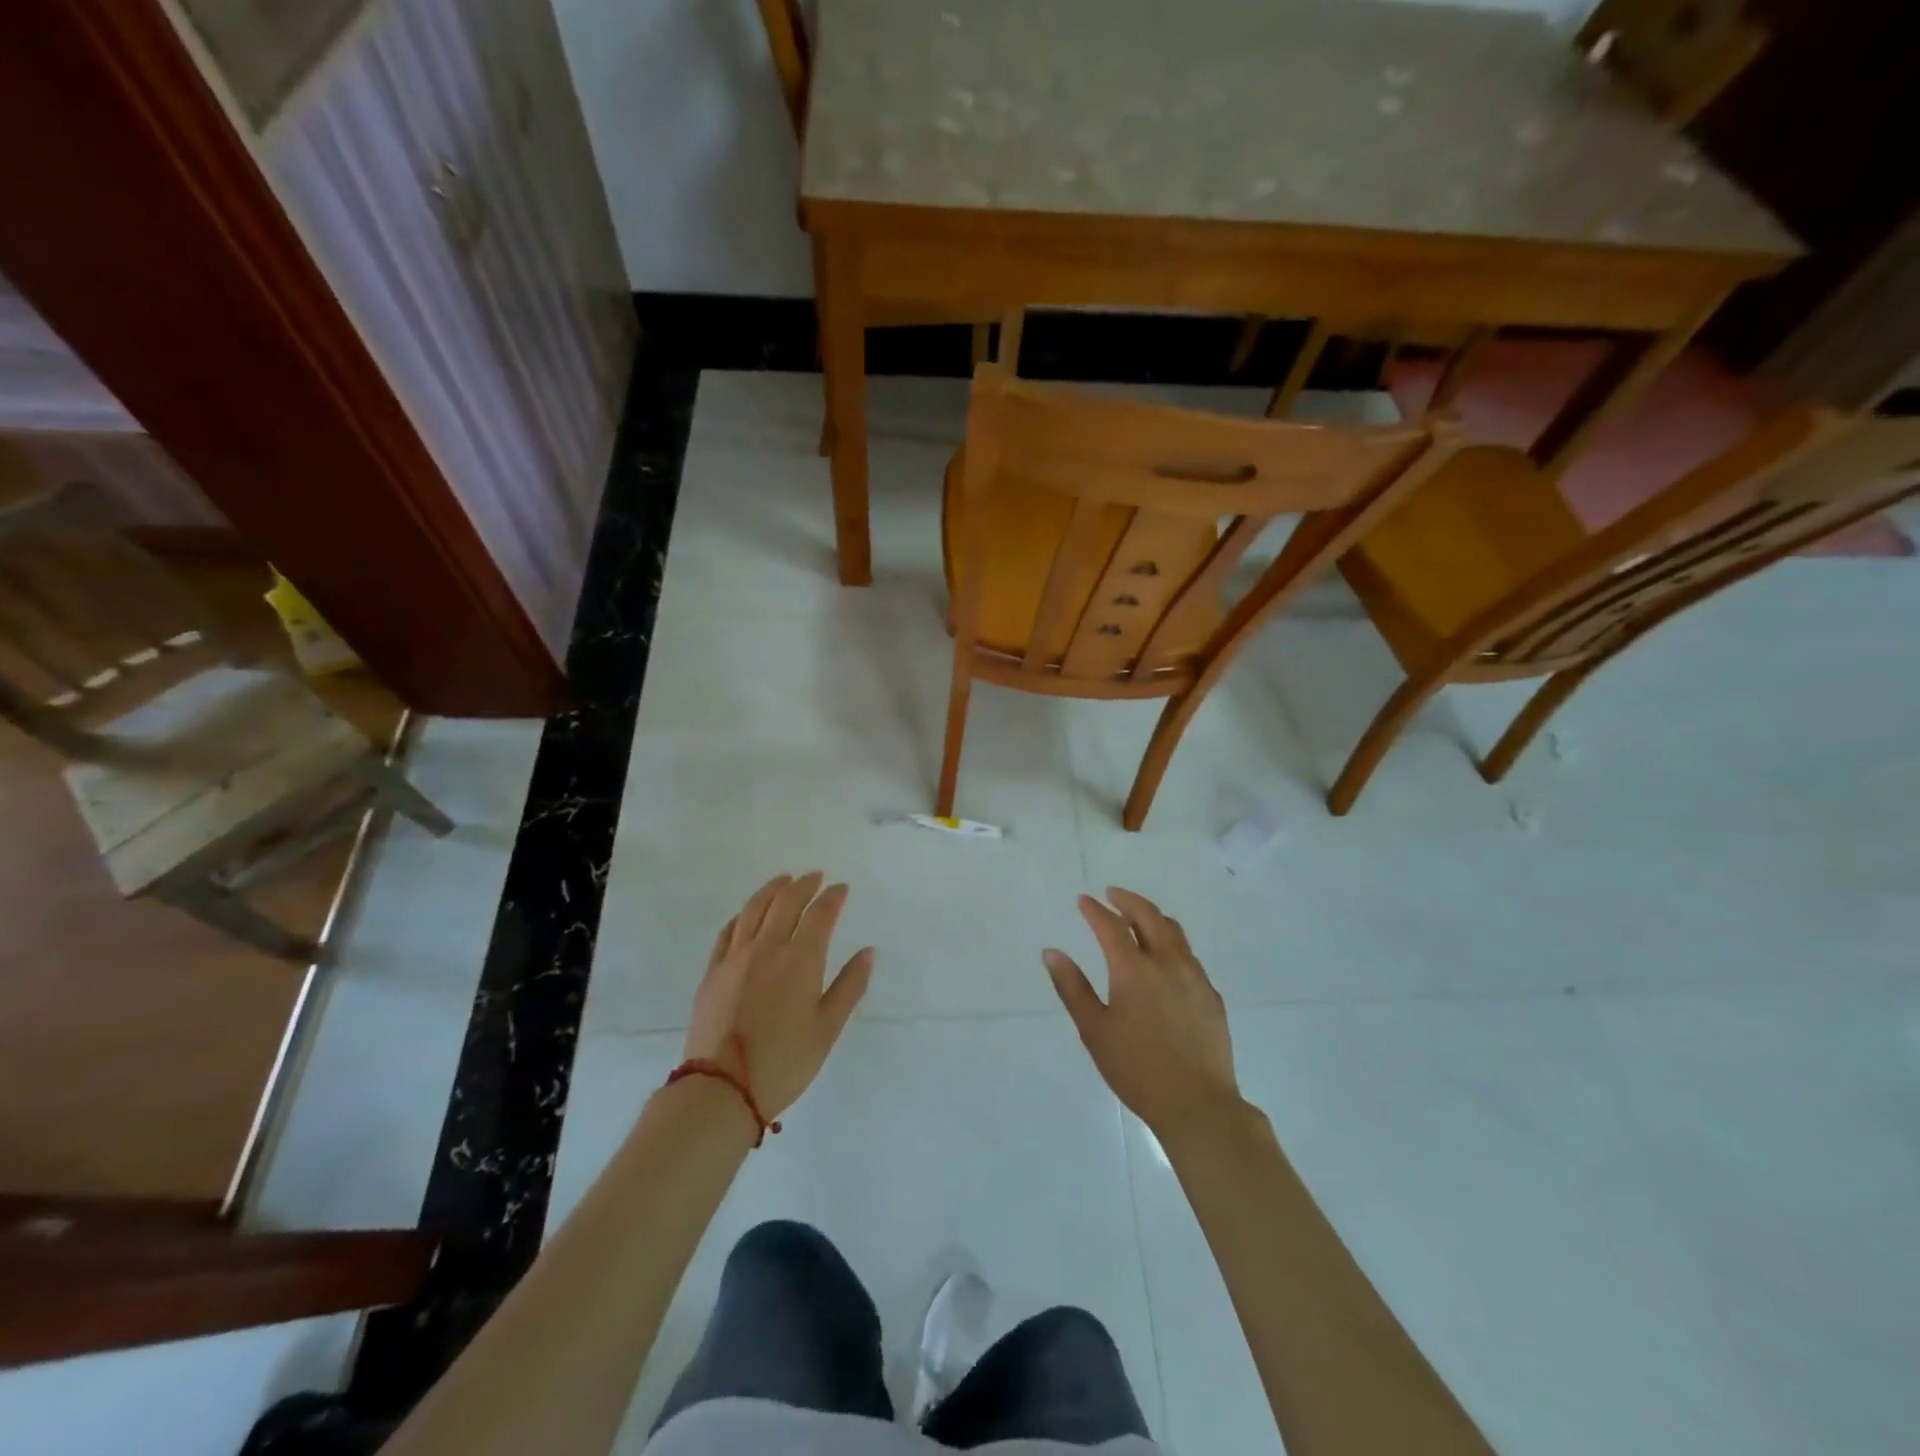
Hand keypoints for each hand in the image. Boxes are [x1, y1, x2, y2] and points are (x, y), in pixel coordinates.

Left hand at [683, 872, 874, 1120]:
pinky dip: (742, 915)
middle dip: (804, 885)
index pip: (820, 914)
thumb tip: (868, 952)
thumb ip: (849, 986)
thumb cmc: (785, 1061)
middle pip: (786, 902)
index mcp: (801, 959)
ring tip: (783, 880)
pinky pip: (727, 932)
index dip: (833, 897)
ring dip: (771, 889)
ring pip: (754, 909)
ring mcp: (735, 957)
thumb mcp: (828, 1028)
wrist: (722, 1088)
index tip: (842, 888)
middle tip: (815, 876)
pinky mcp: (712, 972)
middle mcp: (767, 947)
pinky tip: (747, 914)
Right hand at [1044, 887, 1242, 1144]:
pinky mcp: (1211, 995)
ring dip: (1152, 917)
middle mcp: (1167, 962)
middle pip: (1149, 916)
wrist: (1198, 1105)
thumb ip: (1072, 987)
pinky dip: (1171, 943)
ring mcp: (1194, 977)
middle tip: (1112, 895)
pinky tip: (1164, 959)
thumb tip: (1051, 952)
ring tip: (1137, 918)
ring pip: (1174, 931)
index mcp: (1134, 969)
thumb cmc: (1136, 1069)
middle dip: (1128, 900)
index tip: (1083, 900)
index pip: (1111, 925)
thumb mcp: (1094, 1030)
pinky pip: (1189, 955)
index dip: (1095, 910)